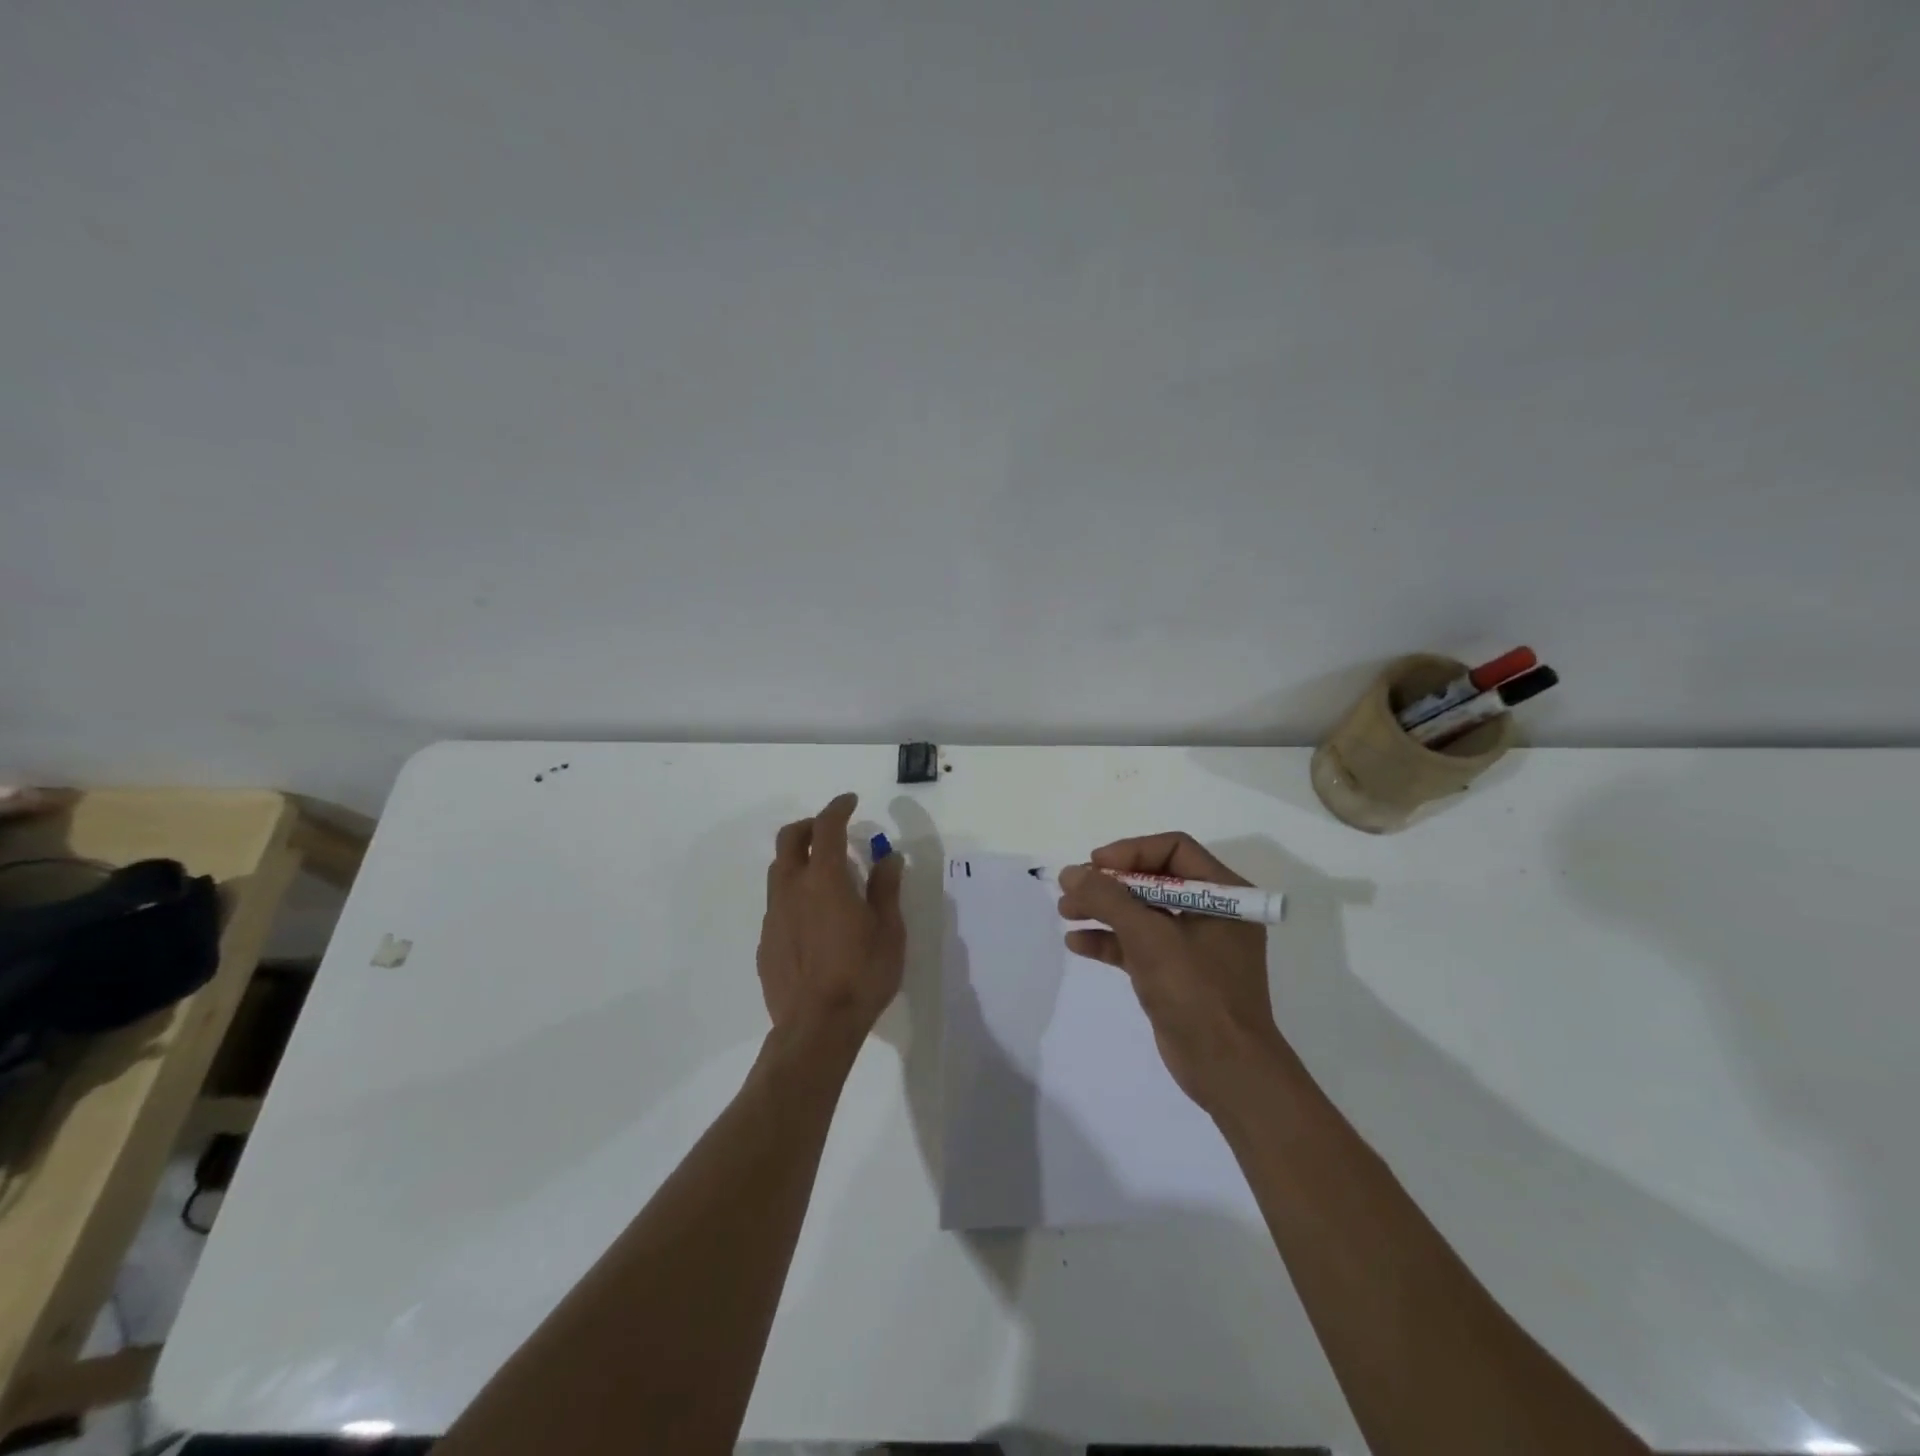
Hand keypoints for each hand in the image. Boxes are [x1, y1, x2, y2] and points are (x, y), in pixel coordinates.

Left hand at [757, 792, 904, 1040]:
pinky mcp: (765, 941)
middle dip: (810, 826)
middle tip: (831, 831)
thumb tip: (889, 857)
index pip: (827, 827)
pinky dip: (793, 893)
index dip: (838, 808)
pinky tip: (812, 917)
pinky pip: (776, 903)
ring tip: (823, 874)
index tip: (850, 801)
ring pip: (778, 870)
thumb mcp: (889, 930)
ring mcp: (773, 915)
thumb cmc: (861, 975)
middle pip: (789, 839)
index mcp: (824, 879)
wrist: (816, 1028)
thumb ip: (886, 888)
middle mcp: (791, 889)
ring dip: (798, 859)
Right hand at [1058, 832, 1290, 1113]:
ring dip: (1103, 909)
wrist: (1226, 1070)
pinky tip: (1077, 942)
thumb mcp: (1149, 938)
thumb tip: (1070, 872)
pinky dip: (1109, 940)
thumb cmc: (1196, 993)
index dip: (1131, 851)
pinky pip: (1138, 944)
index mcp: (1224, 894)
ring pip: (1141, 912)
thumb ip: (1108, 899)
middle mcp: (1211, 912)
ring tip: (1065, 911)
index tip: (1096, 866)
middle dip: (1110, 883)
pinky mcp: (1175, 973)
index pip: (1174, 849)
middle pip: (1153, 879)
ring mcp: (1192, 945)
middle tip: (1073, 889)